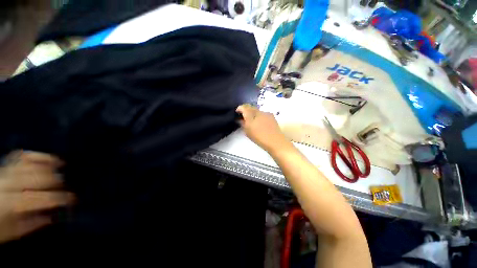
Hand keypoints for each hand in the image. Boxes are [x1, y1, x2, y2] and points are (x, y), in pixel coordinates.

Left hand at [0, 151, 74, 243]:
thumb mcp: (13, 231)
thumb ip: (33, 224)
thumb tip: (53, 217)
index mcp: (11, 204)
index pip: (41, 199)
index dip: (60, 198)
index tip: (73, 199)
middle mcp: (8, 185)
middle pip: (37, 178)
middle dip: (56, 181)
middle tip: (65, 186)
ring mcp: (5, 173)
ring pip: (31, 165)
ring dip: (49, 166)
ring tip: (61, 167)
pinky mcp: (5, 166)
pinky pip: (22, 156)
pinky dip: (37, 155)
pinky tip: (48, 158)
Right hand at [236, 104, 289, 152]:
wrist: (275, 141)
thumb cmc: (259, 137)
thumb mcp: (248, 132)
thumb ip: (243, 123)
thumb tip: (240, 119)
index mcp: (251, 115)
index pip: (244, 107)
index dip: (239, 108)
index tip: (237, 112)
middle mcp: (259, 111)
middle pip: (251, 107)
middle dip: (246, 111)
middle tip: (244, 117)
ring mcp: (266, 113)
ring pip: (257, 110)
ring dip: (253, 113)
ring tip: (252, 121)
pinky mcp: (272, 116)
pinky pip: (263, 113)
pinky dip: (259, 116)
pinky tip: (260, 122)